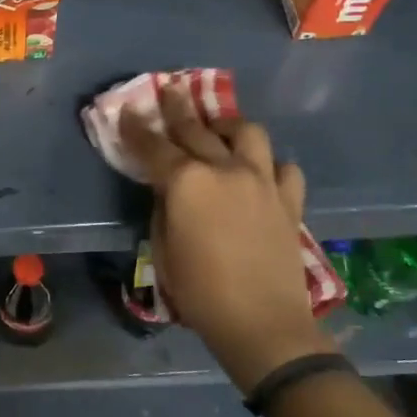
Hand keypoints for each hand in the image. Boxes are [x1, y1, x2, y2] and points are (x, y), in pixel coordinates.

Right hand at [121, 83, 328, 392]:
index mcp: (187, 182)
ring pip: (248, 134)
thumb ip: (163, 207)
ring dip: (229, 126)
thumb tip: (168, 189)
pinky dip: (270, 164)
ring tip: (219, 128)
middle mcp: (225, 169)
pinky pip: (284, 168)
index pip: (154, 145)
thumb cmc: (199, 291)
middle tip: (170, 91)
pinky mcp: (288, 201)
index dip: (136, 128)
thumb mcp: (162, 248)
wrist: (262, 324)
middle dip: (178, 108)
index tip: (127, 110)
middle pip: (197, 129)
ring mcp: (261, 181)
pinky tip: (260, 171)